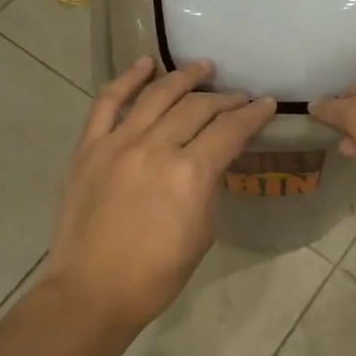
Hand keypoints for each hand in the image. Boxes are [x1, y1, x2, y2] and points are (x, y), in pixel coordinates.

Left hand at [43, 57, 275, 333]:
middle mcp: (156, 147)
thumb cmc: (157, 274)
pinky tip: (145, 64)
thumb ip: (208, 187)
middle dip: (225, 98)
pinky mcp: (88, 147)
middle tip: (239, 95)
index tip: (266, 104)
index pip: (230, 130)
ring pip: (156, 95)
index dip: (253, 115)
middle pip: (198, 107)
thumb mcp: (202, 232)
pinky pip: (107, 103)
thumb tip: (209, 162)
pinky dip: (127, 80)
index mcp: (191, 173)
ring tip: (202, 67)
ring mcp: (118, 143)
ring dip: (183, 77)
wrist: (93, 291)